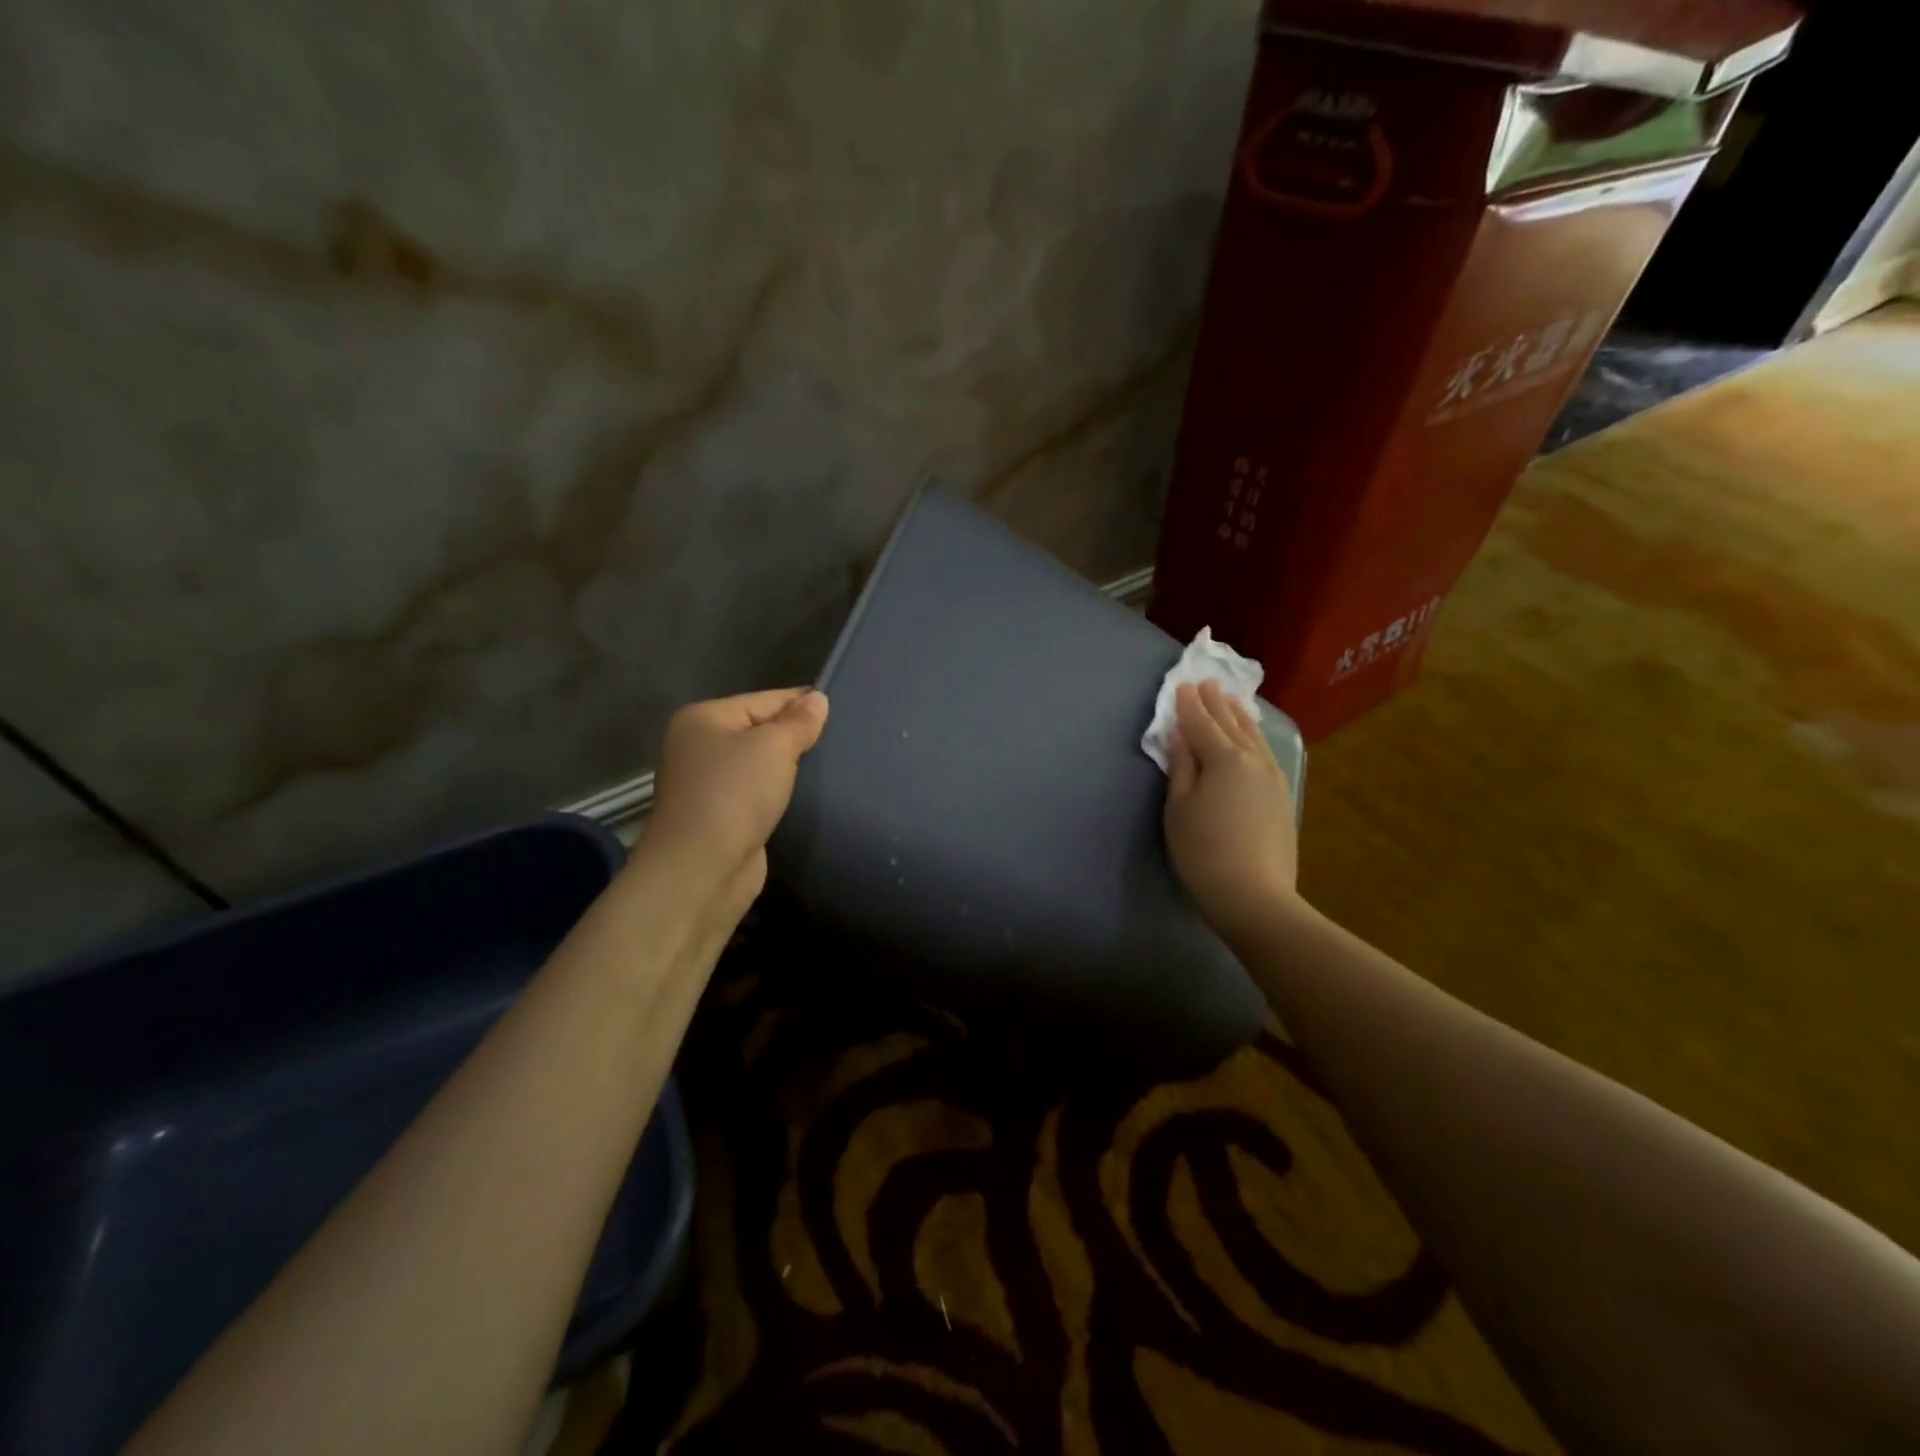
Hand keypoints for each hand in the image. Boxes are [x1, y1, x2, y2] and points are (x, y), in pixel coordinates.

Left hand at [636, 688, 829, 915]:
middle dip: (798, 738)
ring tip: (833, 768)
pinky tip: (809, 797)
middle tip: (843, 742)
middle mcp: (700, 747)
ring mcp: (709, 785)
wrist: (702, 870)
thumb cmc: (734, 795)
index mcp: (703, 719)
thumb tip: (818, 699)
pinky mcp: (723, 818)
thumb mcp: (773, 747)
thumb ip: (798, 722)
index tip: (844, 711)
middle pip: (761, 731)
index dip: (803, 704)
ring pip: (762, 766)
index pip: (765, 700)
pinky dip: (781, 795)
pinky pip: (759, 794)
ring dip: (791, 770)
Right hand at [1164, 680, 1300, 947]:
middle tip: (1207, 683)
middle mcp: (1253, 760)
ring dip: (1240, 717)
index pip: (1201, 724)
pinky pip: (1266, 753)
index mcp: (1224, 759)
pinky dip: (1255, 738)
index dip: (1188, 705)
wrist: (1254, 895)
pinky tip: (1253, 739)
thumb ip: (1181, 767)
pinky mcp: (1282, 797)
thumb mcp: (1179, 808)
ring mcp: (1273, 778)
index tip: (1181, 685)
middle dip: (1216, 704)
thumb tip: (1181, 736)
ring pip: (1254, 737)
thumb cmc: (1203, 851)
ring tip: (1232, 702)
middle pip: (1231, 725)